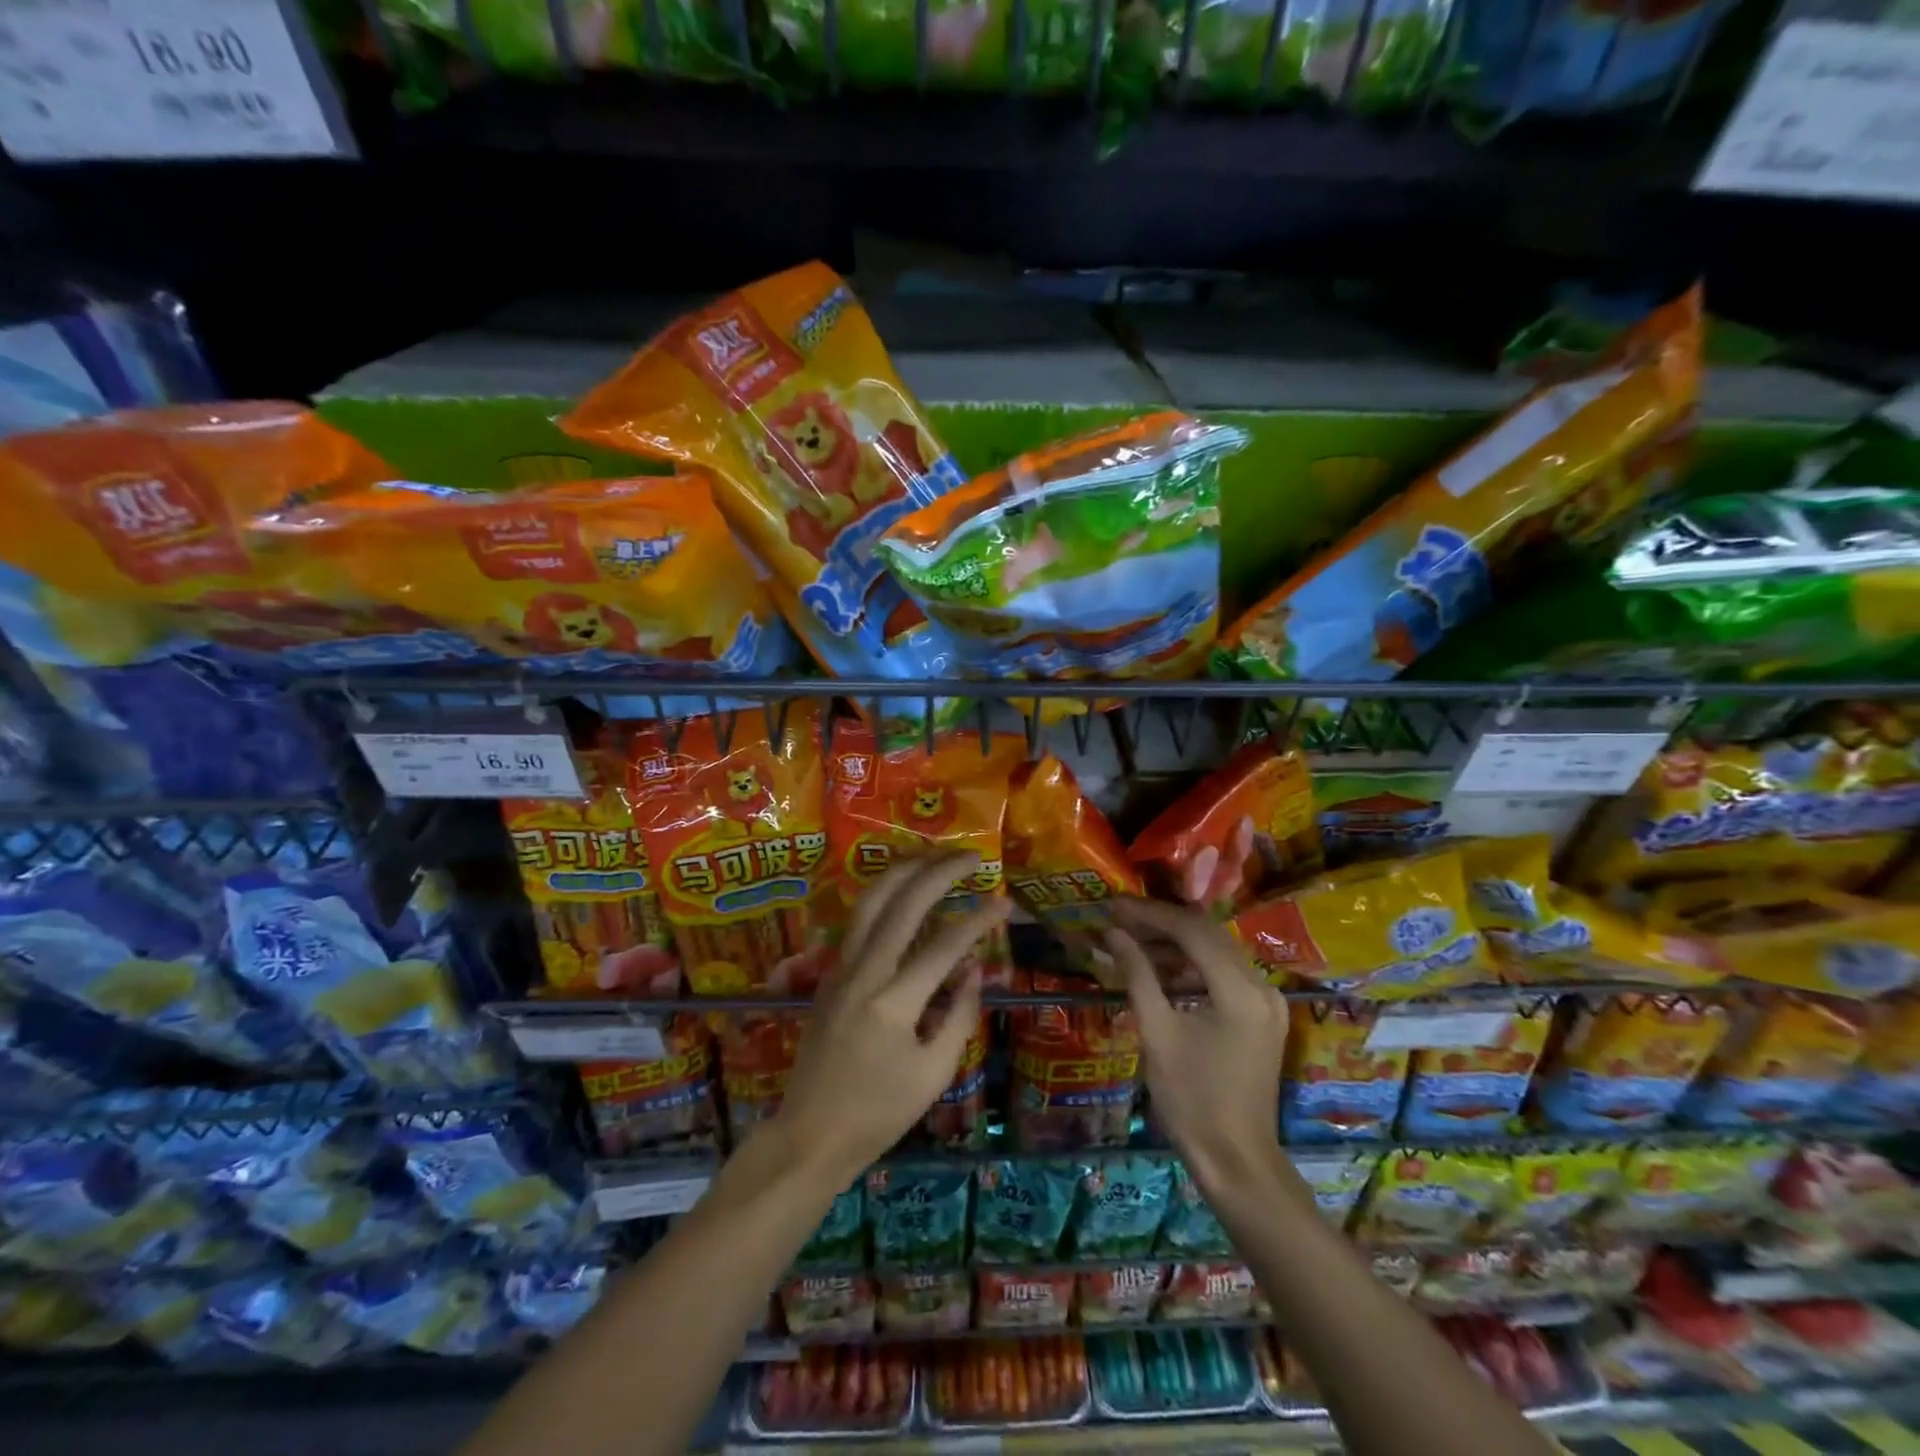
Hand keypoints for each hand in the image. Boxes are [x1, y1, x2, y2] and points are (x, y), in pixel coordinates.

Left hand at [774, 854, 1007, 1185]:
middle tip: (972, 856)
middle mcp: (863, 973)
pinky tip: (903, 888)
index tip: (1004, 903)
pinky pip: (859, 920)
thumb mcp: (934, 1075)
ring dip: (905, 870)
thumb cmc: (878, 1115)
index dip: (979, 920)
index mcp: (893, 1004)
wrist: (809, 1134)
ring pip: (871, 901)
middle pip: (904, 905)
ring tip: (935, 855)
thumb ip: (959, 1016)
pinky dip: (885, 894)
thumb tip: (974, 968)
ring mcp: (840, 968)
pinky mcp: (830, 973)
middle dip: (940, 872)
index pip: (945, 946)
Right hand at [1105, 899, 1288, 1192]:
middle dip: (1161, 923)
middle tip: (1119, 919)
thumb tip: (1114, 933)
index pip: (1191, 931)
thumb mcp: (1157, 1033)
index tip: (1114, 906)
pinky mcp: (1264, 1016)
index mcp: (1239, 991)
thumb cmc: (1191, 1101)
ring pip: (1217, 951)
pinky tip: (1161, 971)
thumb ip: (1137, 975)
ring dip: (1176, 944)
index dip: (1149, 914)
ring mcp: (1268, 1001)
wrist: (1236, 1161)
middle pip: (1207, 934)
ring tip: (1133, 942)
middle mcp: (1262, 986)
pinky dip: (1193, 967)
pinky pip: (1226, 974)